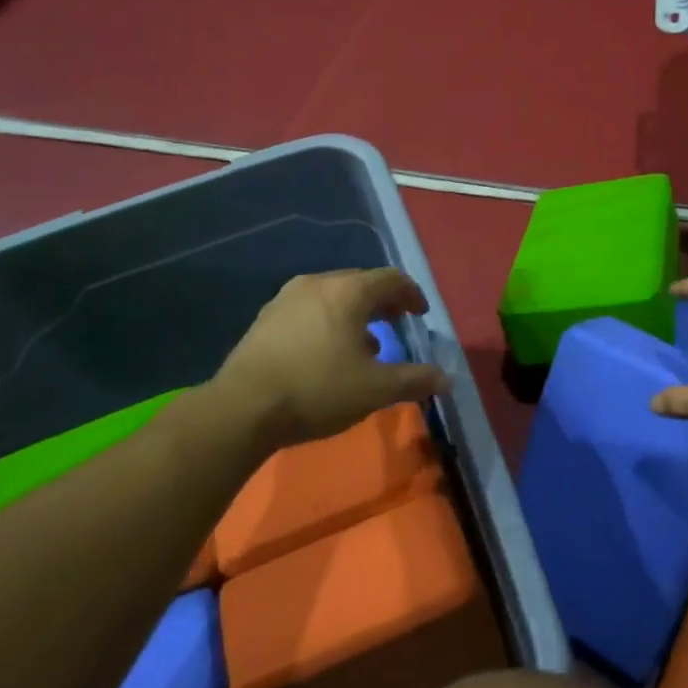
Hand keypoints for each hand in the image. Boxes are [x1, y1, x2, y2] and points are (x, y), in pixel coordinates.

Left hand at [210, 268, 449, 450]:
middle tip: (397, 322)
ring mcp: (285, 299)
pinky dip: (327, 321)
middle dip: (383, 302)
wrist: (242, 408)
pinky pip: (308, 310)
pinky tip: (327, 353)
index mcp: (347, 291)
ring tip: (365, 343)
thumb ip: (414, 379)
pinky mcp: (265, 319)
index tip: (420, 314)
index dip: (410, 294)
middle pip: (359, 283)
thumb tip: (445, 377)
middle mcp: (317, 284)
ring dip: (354, 314)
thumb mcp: (375, 389)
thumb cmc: (318, 389)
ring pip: (332, 296)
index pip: (390, 279)